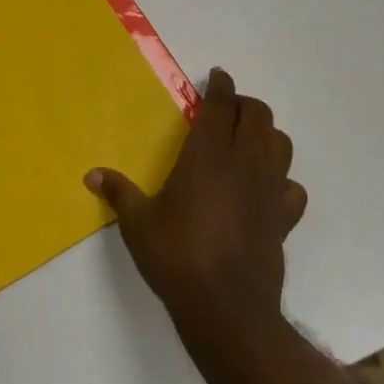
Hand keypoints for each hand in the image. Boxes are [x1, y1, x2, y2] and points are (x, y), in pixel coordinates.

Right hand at [86, 68, 306, 325]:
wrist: (226, 307)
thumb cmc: (176, 257)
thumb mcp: (137, 223)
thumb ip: (118, 193)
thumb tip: (91, 175)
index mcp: (207, 156)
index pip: (221, 107)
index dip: (221, 87)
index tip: (218, 76)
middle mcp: (243, 165)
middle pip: (258, 116)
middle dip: (244, 104)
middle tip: (226, 108)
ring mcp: (269, 191)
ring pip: (281, 145)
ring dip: (266, 134)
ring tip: (247, 140)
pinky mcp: (284, 219)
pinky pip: (292, 187)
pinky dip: (282, 178)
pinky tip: (266, 188)